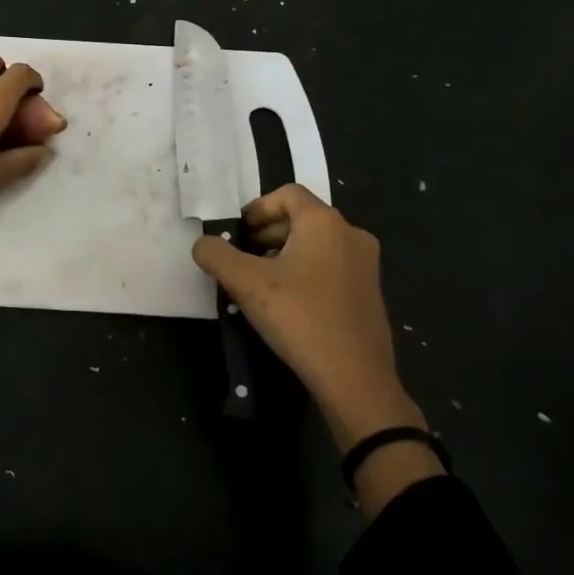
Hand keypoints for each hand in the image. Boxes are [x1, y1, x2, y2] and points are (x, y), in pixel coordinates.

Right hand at [192, 184, 439, 513]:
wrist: (355, 380)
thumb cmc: (300, 318)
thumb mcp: (246, 283)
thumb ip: (216, 255)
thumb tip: (203, 244)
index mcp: (324, 222)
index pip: (287, 194)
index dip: (257, 208)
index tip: (238, 234)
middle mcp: (350, 234)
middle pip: (302, 217)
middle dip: (268, 231)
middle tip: (243, 257)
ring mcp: (366, 264)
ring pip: (317, 243)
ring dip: (286, 252)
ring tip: (262, 281)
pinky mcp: (371, 293)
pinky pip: (332, 266)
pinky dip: (307, 271)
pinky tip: (290, 302)